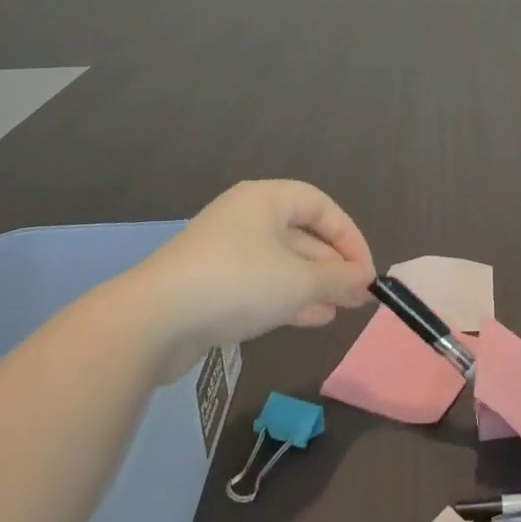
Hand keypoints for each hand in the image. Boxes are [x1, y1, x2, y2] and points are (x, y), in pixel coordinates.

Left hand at [135, 180, 376, 373]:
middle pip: (302, 233)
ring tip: (341, 310)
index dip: (349, 237)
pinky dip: (289, 297)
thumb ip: (338, 279)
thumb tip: (365, 280)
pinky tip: (312, 318)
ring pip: (283, 262)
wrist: (154, 321)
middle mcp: (246, 217)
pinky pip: (261, 283)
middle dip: (333, 265)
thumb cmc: (237, 283)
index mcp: (266, 199)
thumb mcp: (298, 281)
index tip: (366, 272)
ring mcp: (226, 251)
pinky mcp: (212, 283)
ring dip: (314, 285)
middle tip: (358, 295)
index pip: (321, 206)